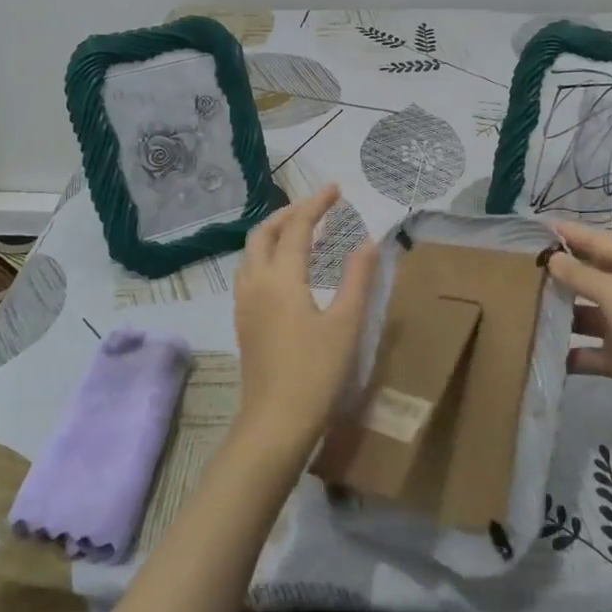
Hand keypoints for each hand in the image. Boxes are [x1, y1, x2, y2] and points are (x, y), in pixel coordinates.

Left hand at [230, 185, 377, 462]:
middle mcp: (256, 283)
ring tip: (302, 232)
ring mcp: (244, 303)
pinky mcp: (243, 321)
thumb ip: (357, 278)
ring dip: (274, 233)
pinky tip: (286, 270)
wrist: (275, 422)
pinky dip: (267, 255)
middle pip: (264, 232)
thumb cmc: (316, 372)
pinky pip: (249, 272)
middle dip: (289, 213)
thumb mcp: (346, 324)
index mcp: (281, 278)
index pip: (297, 227)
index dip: (317, 204)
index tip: (336, 189)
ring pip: (252, 252)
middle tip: (318, 208)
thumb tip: (368, 242)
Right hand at [545, 221, 611, 446]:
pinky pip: (589, 350)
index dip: (572, 234)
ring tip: (524, 305)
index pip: (603, 242)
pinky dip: (570, 351)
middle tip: (522, 266)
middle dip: (562, 272)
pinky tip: (542, 348)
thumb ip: (582, 275)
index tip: (538, 227)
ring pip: (588, 314)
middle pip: (593, 276)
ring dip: (562, 313)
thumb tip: (552, 258)